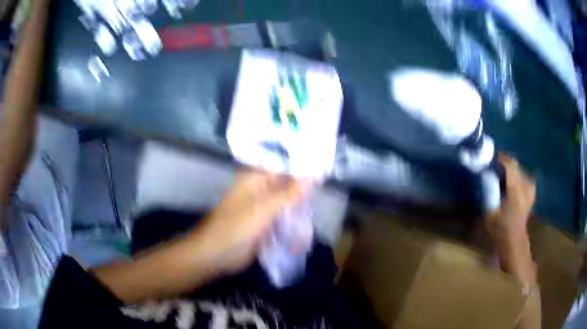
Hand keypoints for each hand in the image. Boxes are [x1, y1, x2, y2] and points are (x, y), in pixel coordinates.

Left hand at [194, 171, 312, 272]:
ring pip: (285, 207)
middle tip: (322, 199)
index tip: (323, 175)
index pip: (283, 170)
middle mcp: (258, 193)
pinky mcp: (263, 227)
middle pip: (285, 189)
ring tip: (315, 219)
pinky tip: (304, 233)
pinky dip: (291, 226)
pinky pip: (281, 222)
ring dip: (298, 213)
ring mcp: (260, 211)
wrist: (216, 255)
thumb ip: (289, 193)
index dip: (302, 172)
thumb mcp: (264, 208)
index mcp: (255, 181)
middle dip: (302, 196)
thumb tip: (313, 175)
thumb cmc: (237, 227)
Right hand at [486, 154, 535, 239]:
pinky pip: (525, 178)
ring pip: (521, 171)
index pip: (511, 166)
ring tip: (504, 174)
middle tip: (496, 166)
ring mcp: (530, 190)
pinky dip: (519, 177)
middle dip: (506, 164)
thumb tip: (487, 173)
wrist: (514, 241)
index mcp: (516, 190)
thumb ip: (490, 191)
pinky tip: (514, 182)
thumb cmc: (500, 228)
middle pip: (517, 167)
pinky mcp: (531, 194)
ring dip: (512, 171)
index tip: (493, 156)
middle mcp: (525, 186)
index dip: (502, 158)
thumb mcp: (490, 212)